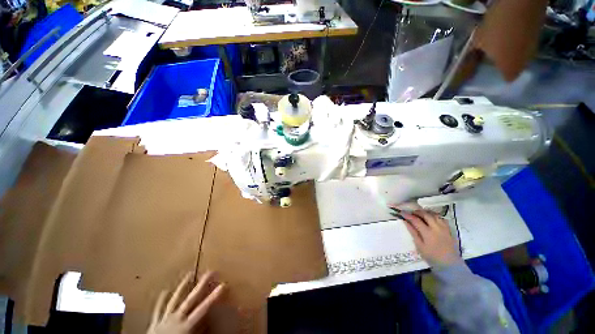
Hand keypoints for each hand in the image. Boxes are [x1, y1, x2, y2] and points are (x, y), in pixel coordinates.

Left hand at [147, 272, 224, 333]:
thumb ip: (203, 332)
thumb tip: (214, 322)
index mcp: (185, 325)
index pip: (203, 308)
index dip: (213, 297)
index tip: (223, 284)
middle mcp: (176, 318)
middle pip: (191, 299)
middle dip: (201, 284)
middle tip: (210, 271)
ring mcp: (164, 319)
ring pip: (175, 299)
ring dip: (182, 286)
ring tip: (188, 273)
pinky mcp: (154, 323)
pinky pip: (158, 310)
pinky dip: (161, 300)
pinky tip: (164, 290)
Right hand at [397, 208, 460, 266]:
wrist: (450, 265)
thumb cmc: (432, 257)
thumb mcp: (420, 246)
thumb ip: (413, 233)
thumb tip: (406, 222)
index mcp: (428, 233)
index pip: (416, 220)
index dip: (408, 215)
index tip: (401, 212)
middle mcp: (437, 228)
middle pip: (426, 215)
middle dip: (417, 212)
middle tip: (411, 212)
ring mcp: (444, 228)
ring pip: (435, 215)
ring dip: (426, 213)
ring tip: (421, 214)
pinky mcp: (449, 230)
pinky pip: (442, 219)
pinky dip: (435, 216)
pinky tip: (432, 218)